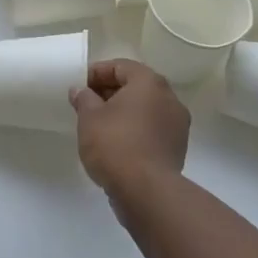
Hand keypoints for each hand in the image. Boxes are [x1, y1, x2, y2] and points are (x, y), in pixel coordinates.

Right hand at [69, 59, 189, 196]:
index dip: (97, 72)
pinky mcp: (177, 148)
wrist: (146, 190)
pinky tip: (117, 143)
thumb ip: (84, 98)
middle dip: (110, 92)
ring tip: (99, 125)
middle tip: (87, 104)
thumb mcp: (89, 117)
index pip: (121, 66)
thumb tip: (81, 91)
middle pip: (136, 86)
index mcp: (149, 82)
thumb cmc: (115, 144)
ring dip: (124, 111)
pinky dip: (135, 129)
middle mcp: (169, 98)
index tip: (79, 86)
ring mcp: (177, 124)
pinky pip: (152, 128)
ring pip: (146, 108)